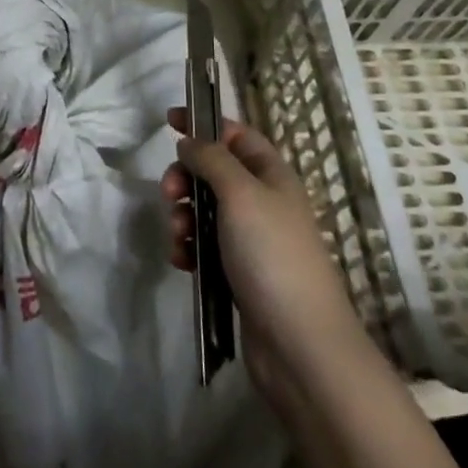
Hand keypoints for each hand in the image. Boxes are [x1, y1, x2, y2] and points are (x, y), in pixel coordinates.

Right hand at [164, 110, 369, 412]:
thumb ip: (211, 159)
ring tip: (177, 236)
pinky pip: (204, 246)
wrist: (299, 345)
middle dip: (186, 177)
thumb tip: (190, 141)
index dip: (204, 124)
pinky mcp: (238, 273)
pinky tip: (181, 261)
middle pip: (214, 171)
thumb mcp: (241, 193)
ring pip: (204, 210)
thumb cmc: (272, 255)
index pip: (236, 134)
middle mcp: (262, 201)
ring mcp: (251, 239)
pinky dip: (189, 247)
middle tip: (169, 193)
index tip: (168, 121)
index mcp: (271, 174)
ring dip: (183, 215)